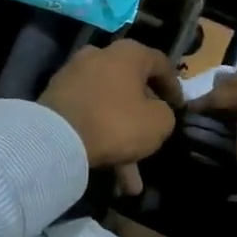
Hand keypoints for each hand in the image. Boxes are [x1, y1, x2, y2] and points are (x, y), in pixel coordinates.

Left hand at [39, 39, 183, 193]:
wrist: (57, 138)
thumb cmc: (116, 123)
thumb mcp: (159, 122)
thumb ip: (165, 114)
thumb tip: (156, 112)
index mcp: (128, 54)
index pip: (160, 64)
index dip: (174, 88)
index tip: (180, 108)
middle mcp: (99, 56)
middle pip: (131, 88)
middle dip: (143, 120)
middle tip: (154, 140)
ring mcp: (75, 76)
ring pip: (109, 108)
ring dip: (122, 141)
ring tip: (131, 182)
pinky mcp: (56, 97)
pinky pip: (89, 117)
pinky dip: (100, 140)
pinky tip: (111, 175)